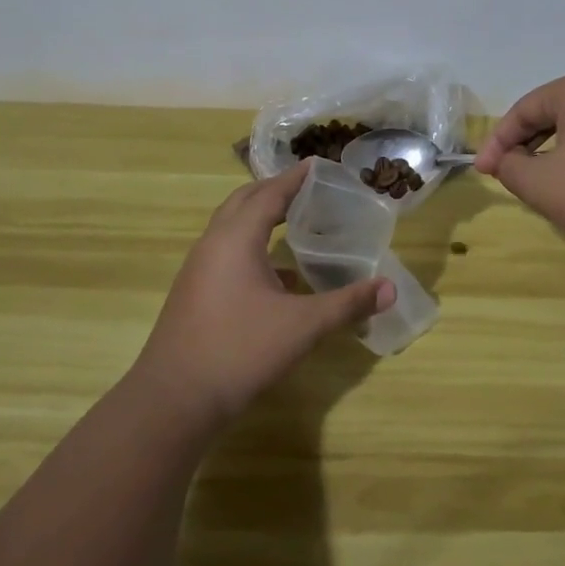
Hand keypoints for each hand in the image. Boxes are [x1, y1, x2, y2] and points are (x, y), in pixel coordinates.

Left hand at [130, 161, 393, 432]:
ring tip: (293, 220)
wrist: (173, 402)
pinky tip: (277, 275)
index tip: (317, 163)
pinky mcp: (194, 294)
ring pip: (230, 227)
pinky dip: (250, 246)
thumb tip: (390, 289)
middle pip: (243, 202)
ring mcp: (198, 270)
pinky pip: (225, 252)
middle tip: (307, 187)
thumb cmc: (240, 351)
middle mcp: (213, 244)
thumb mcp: (303, 326)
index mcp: (236, 238)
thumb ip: (347, 304)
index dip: (294, 178)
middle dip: (274, 190)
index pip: (269, 194)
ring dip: (259, 217)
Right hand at [475, 70, 564, 300]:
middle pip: (558, 111)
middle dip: (529, 142)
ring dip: (562, 150)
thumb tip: (508, 161)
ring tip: (551, 182)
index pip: (526, 108)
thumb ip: (511, 168)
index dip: (498, 141)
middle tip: (512, 174)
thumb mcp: (542, 186)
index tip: (483, 172)